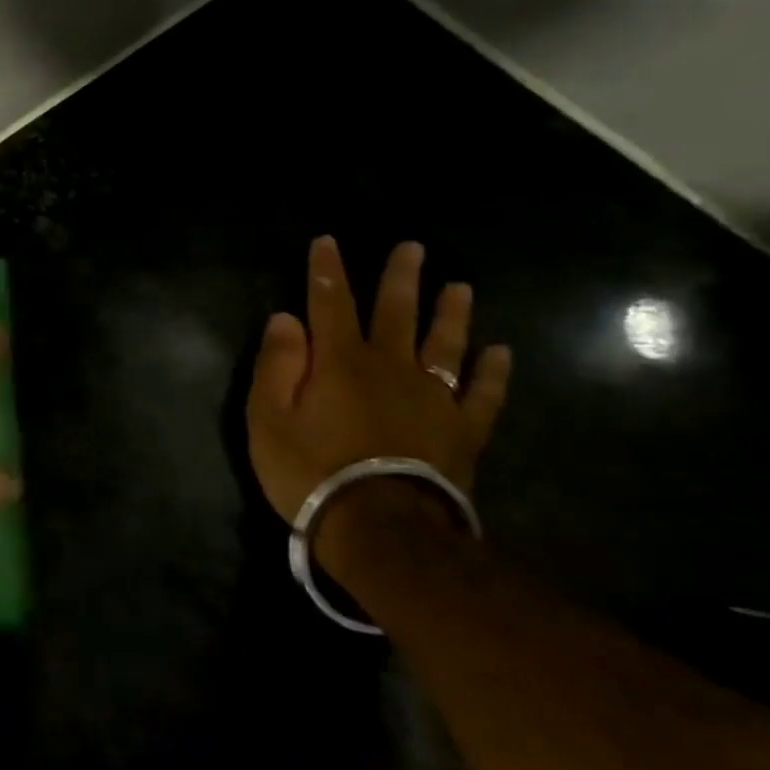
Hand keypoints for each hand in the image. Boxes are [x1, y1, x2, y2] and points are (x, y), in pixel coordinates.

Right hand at [246, 237, 511, 528]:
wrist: (382, 529)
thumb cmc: (311, 470)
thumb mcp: (268, 418)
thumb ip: (276, 364)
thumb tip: (285, 318)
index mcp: (339, 361)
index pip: (330, 303)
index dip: (327, 271)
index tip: (328, 241)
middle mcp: (390, 368)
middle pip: (395, 313)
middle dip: (399, 279)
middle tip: (412, 248)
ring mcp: (433, 398)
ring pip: (444, 344)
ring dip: (451, 313)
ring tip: (461, 286)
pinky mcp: (462, 431)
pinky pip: (483, 394)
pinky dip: (494, 372)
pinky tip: (501, 352)